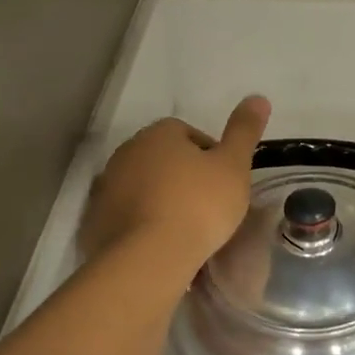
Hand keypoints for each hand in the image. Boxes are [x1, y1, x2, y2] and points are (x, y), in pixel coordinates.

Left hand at [82, 97, 270, 281]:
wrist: (149, 257)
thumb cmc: (198, 205)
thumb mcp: (234, 167)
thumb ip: (245, 131)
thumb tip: (258, 97)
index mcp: (159, 134)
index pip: (189, 134)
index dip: (211, 157)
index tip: (224, 183)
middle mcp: (127, 152)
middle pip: (163, 160)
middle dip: (183, 177)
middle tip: (207, 207)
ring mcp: (106, 186)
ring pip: (143, 188)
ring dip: (161, 200)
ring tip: (185, 230)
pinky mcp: (96, 221)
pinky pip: (127, 216)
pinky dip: (142, 224)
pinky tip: (161, 245)